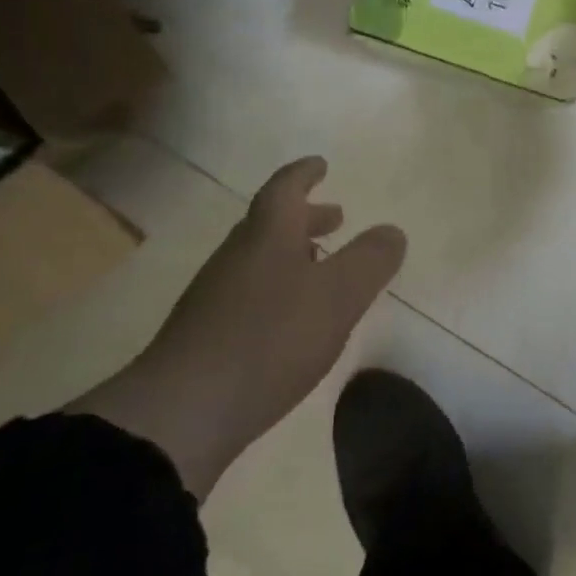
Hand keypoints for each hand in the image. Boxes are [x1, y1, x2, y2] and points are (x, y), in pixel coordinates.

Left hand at [74, 156, 405, 498]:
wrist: (184, 411)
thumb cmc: (270, 339)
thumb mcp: (338, 296)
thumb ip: (370, 261)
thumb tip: (392, 231)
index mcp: (267, 236)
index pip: (285, 189)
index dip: (304, 174)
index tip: (320, 164)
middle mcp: (238, 257)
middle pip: (271, 223)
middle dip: (306, 217)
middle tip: (335, 217)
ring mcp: (217, 296)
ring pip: (260, 259)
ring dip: (293, 252)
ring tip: (321, 266)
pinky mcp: (207, 334)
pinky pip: (251, 292)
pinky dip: (278, 287)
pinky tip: (292, 317)